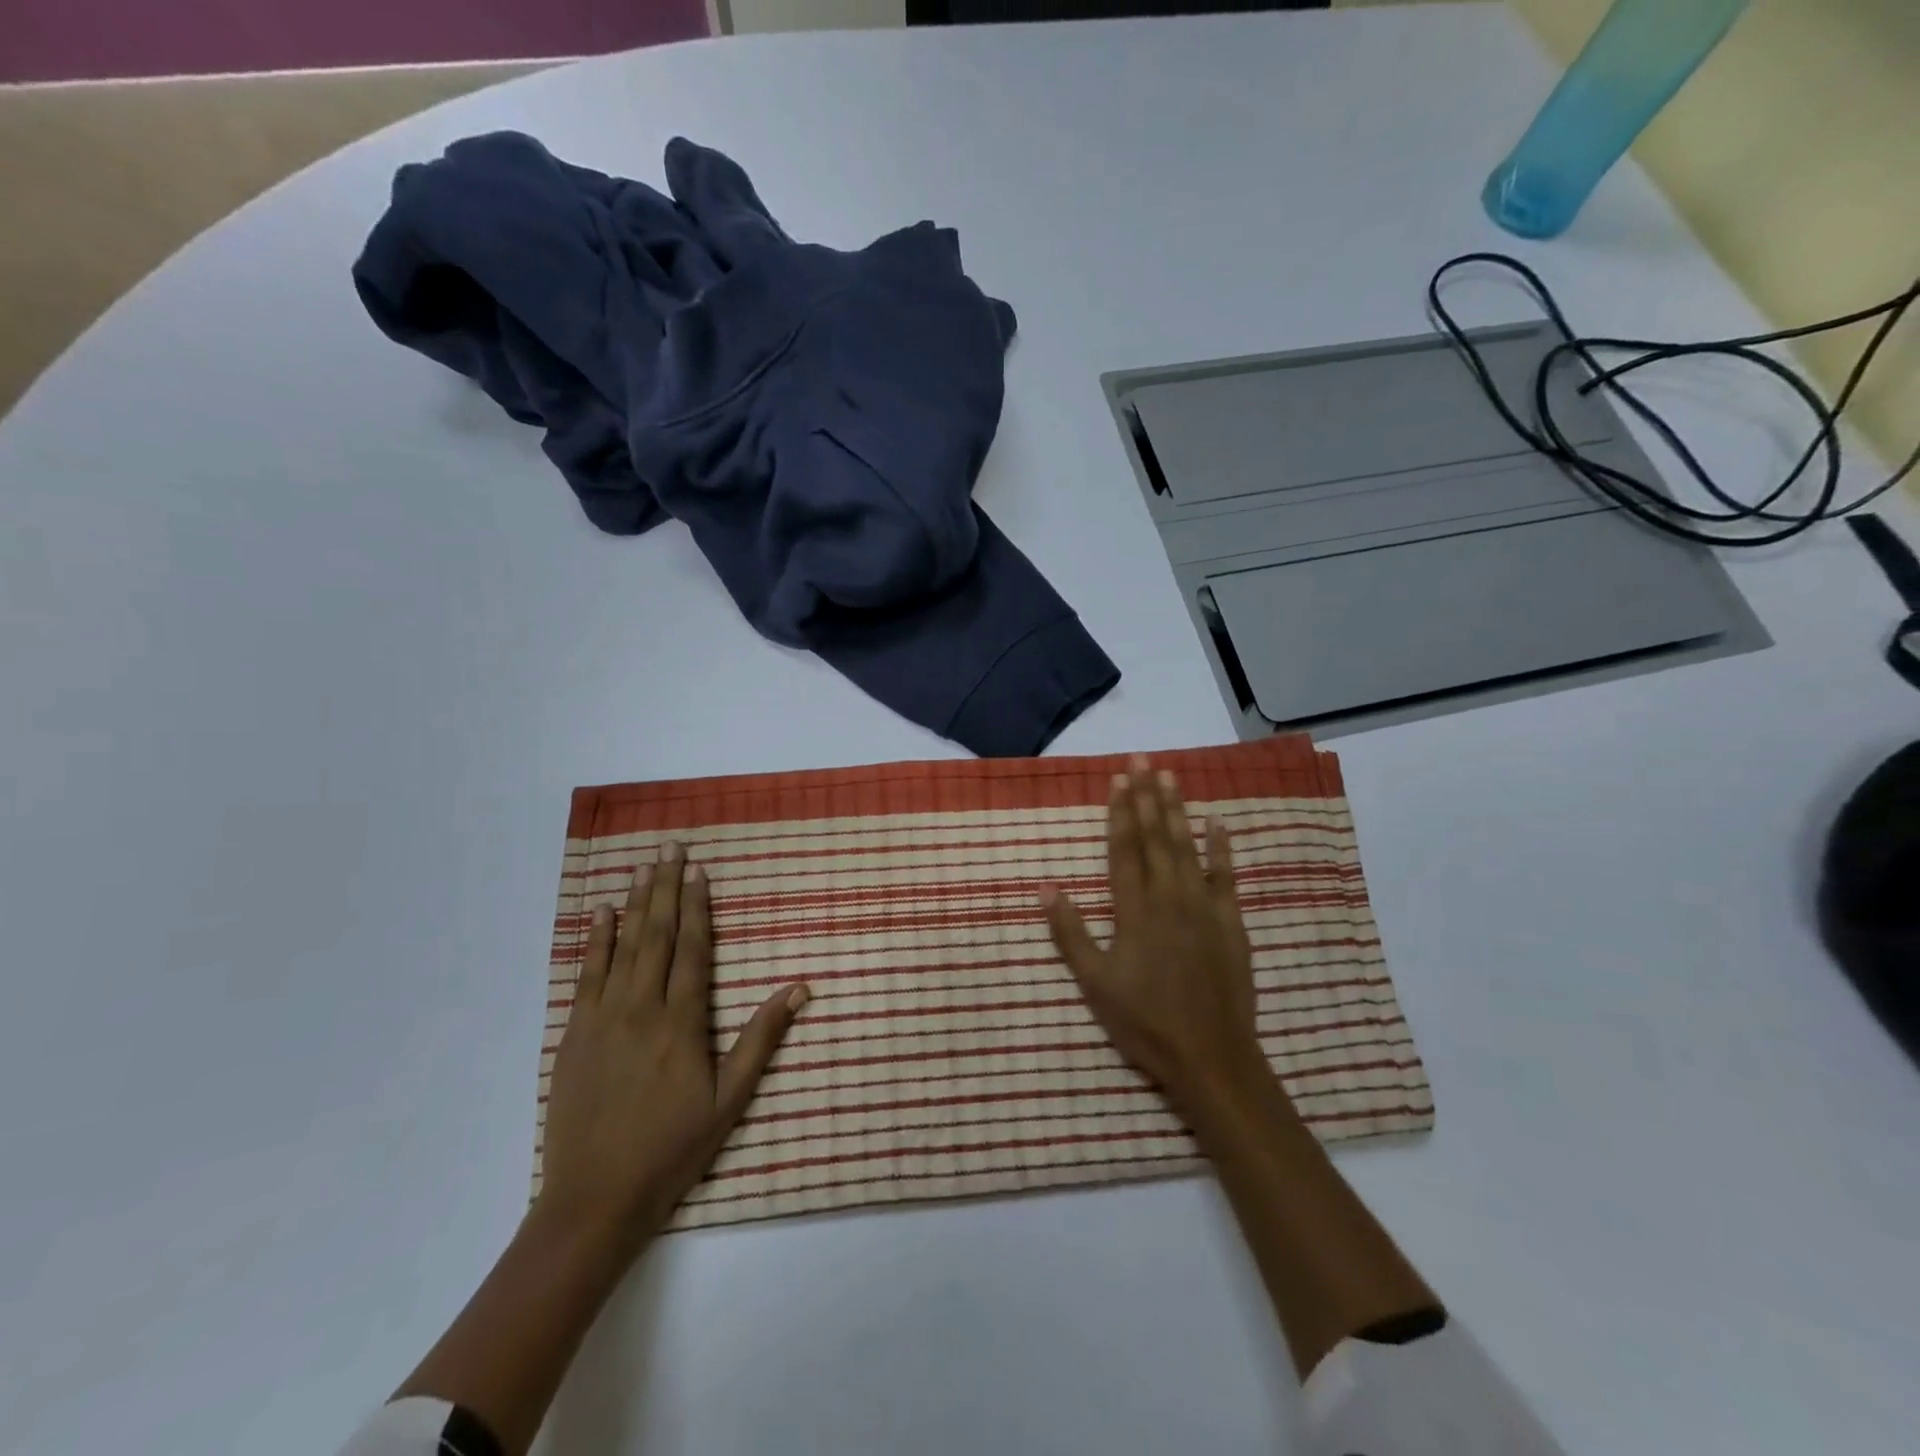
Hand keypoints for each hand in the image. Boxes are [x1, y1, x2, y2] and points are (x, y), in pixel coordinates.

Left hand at [537, 845, 808, 1247]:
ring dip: (636, 903)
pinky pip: (585, 976)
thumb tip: (799, 988)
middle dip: (667, 889)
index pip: (693, 950)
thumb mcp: (730, 1099)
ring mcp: (603, 1019)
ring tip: (645, 867)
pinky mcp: (574, 1035)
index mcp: (683, 1022)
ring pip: (624, 948)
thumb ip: (762, 1039)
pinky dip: (596, 941)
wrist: (596, 1198)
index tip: (700, 871)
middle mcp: (642, 1009)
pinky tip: (602, 914)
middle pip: (658, 936)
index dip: (698, 907)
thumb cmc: (673, 1148)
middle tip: (672, 849)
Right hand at [1043, 759, 1262, 1117]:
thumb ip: (1070, 933)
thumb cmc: (1144, 1022)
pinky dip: (1221, 847)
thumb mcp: (1094, 983)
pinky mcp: (1230, 923)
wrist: (1211, 1056)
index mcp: (1133, 911)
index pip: (1123, 850)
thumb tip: (1045, 886)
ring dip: (1176, 811)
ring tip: (1169, 777)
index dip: (1119, 812)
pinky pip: (1226, 876)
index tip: (1118, 779)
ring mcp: (1203, 908)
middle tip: (1141, 760)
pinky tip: (1216, 822)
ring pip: (1186, 848)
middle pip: (1154, 838)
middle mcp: (1168, 898)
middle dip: (1146, 797)